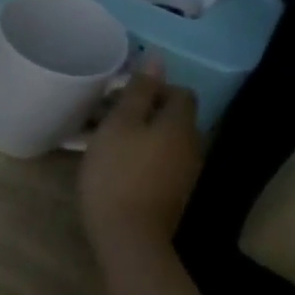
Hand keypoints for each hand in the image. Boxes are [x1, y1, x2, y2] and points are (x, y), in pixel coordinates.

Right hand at [79, 65, 202, 255]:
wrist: (128, 235)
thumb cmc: (117, 173)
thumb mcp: (119, 125)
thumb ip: (138, 91)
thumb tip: (157, 58)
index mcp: (180, 124)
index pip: (179, 92)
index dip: (152, 87)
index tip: (118, 95)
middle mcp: (191, 145)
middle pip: (171, 117)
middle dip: (141, 112)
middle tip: (104, 116)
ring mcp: (185, 173)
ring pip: (163, 141)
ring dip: (138, 135)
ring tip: (102, 141)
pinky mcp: (172, 194)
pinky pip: (158, 163)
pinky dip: (139, 157)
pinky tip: (113, 167)